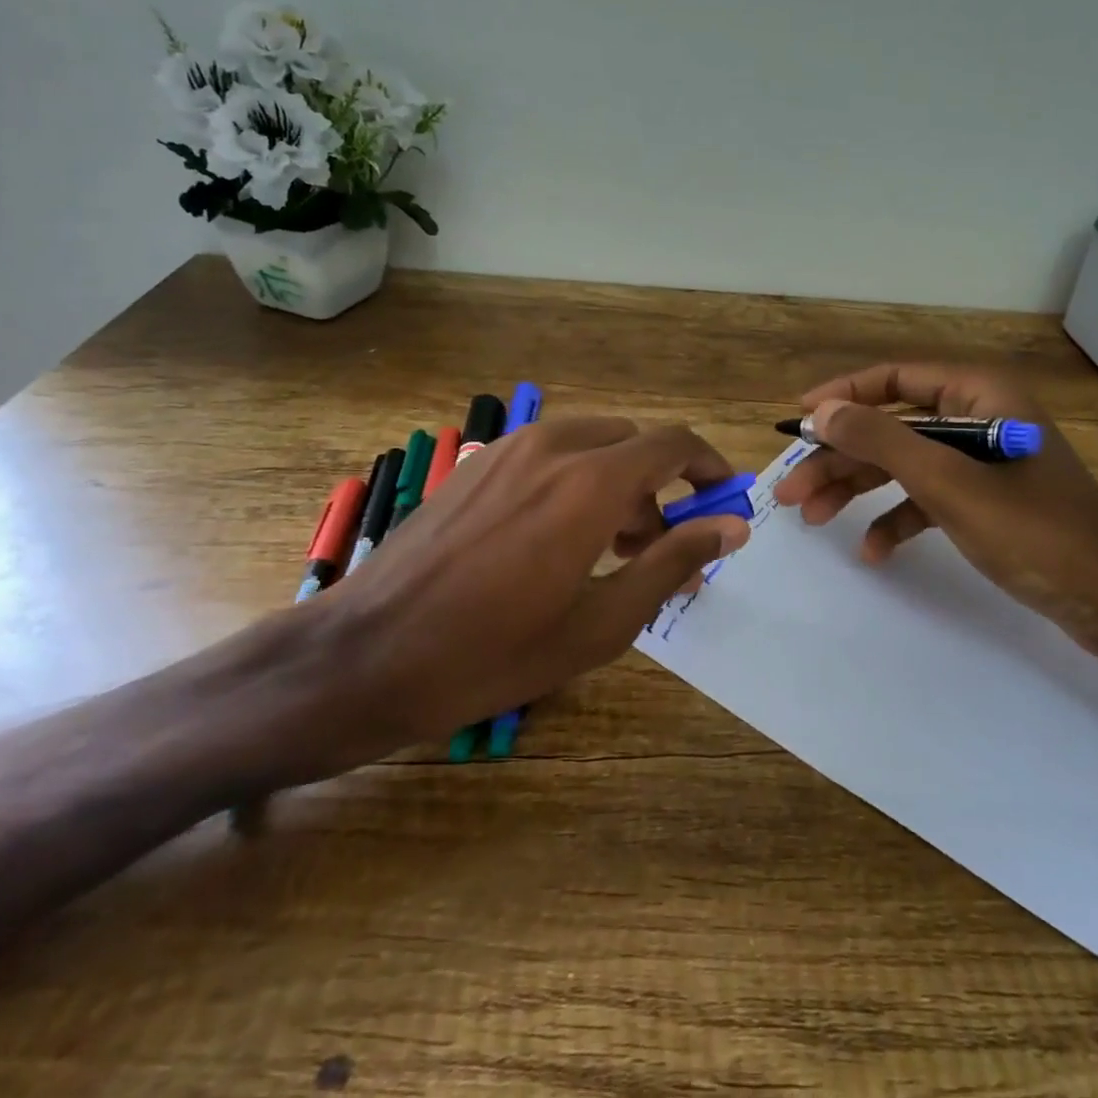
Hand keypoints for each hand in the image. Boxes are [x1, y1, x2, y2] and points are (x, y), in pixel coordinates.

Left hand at [252, 418, 749, 781]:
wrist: (365, 655)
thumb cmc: (492, 653)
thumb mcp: (600, 623)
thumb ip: (673, 563)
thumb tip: (732, 527)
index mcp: (591, 484)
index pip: (674, 444)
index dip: (708, 467)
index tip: (721, 502)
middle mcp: (553, 447)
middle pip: (634, 442)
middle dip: (659, 486)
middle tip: (655, 548)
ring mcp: (508, 449)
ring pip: (591, 443)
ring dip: (616, 481)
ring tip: (605, 550)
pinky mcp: (476, 463)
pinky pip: (548, 452)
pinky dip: (574, 478)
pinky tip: (551, 538)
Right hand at [771, 363, 1097, 664]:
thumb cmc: (1034, 532)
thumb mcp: (949, 483)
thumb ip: (882, 441)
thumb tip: (821, 412)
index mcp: (980, 395)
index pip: (895, 379)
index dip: (842, 395)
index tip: (798, 419)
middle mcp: (980, 418)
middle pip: (892, 428)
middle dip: (840, 458)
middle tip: (791, 490)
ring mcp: (983, 462)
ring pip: (904, 465)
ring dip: (858, 489)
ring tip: (812, 519)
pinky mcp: (987, 501)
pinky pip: (928, 498)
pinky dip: (898, 519)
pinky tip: (872, 550)